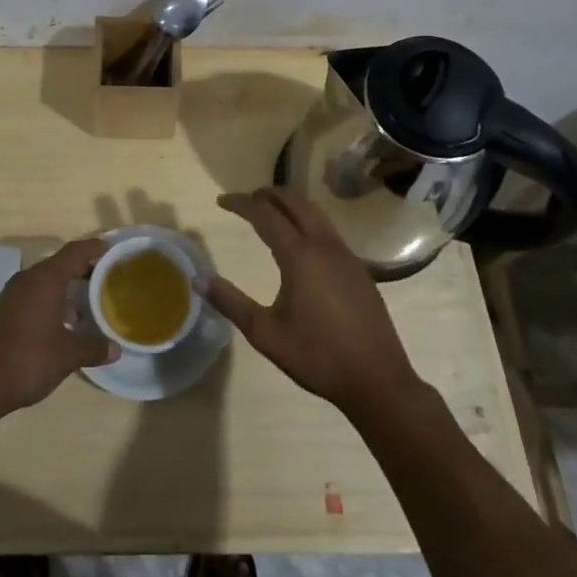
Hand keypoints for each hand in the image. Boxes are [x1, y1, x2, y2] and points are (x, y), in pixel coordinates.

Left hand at [0, 236, 119, 419]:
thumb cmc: (28, 360)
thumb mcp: (67, 355)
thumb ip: (93, 347)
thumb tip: (115, 348)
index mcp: (45, 279)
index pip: (74, 252)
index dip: (94, 248)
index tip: (111, 249)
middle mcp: (27, 280)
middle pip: (59, 265)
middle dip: (82, 271)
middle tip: (105, 279)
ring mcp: (11, 296)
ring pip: (44, 283)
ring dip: (65, 291)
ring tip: (87, 308)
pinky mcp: (1, 312)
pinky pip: (32, 298)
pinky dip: (50, 304)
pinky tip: (61, 326)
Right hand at [205, 187, 420, 419]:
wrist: (378, 380)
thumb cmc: (318, 356)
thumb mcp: (265, 333)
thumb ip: (231, 302)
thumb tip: (199, 279)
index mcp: (300, 256)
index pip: (265, 214)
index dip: (241, 203)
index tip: (221, 201)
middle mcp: (324, 245)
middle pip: (294, 202)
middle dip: (267, 195)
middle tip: (244, 202)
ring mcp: (345, 255)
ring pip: (314, 213)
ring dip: (289, 205)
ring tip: (268, 215)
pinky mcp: (358, 268)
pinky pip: (327, 229)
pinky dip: (306, 221)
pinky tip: (298, 244)